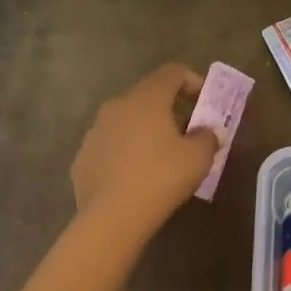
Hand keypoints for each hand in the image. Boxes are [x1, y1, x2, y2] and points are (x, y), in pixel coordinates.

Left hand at [71, 63, 219, 234]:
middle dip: (170, 110)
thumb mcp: (199, 157)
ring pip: (126, 122)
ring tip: (161, 158)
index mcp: (146, 99)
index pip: (172, 73)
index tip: (205, 102)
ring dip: (145, 132)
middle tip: (187, 133)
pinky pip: (111, 147)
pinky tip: (136, 178)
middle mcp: (116, 107)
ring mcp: (95, 132)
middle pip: (148, 97)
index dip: (192, 81)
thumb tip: (206, 133)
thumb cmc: (162, 177)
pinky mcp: (82, 158)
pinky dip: (126, 154)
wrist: (113, 217)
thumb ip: (208, 137)